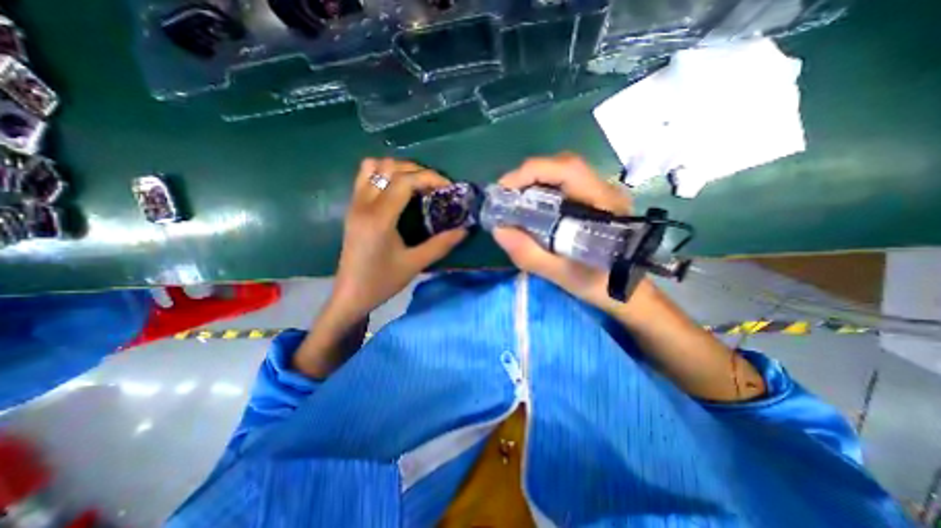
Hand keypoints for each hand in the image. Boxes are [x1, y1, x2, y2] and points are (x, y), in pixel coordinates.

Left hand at [329, 157, 465, 321]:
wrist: (351, 295)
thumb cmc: (382, 282)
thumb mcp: (415, 264)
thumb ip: (441, 244)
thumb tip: (464, 229)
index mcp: (379, 218)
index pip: (405, 181)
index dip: (429, 177)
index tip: (448, 187)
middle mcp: (364, 204)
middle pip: (390, 167)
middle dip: (418, 171)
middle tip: (436, 187)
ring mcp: (355, 203)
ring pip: (374, 166)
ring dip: (399, 169)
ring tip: (417, 184)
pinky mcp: (352, 208)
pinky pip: (365, 176)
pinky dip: (384, 173)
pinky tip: (397, 189)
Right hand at [493, 154, 631, 311]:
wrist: (626, 291)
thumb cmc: (599, 284)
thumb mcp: (561, 274)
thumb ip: (529, 253)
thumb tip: (498, 230)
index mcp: (603, 204)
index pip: (567, 169)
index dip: (531, 173)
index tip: (504, 190)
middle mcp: (604, 190)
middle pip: (561, 166)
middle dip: (528, 176)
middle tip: (505, 196)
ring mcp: (599, 193)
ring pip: (561, 174)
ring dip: (533, 182)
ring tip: (513, 201)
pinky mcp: (592, 201)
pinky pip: (563, 186)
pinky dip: (541, 191)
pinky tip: (530, 207)